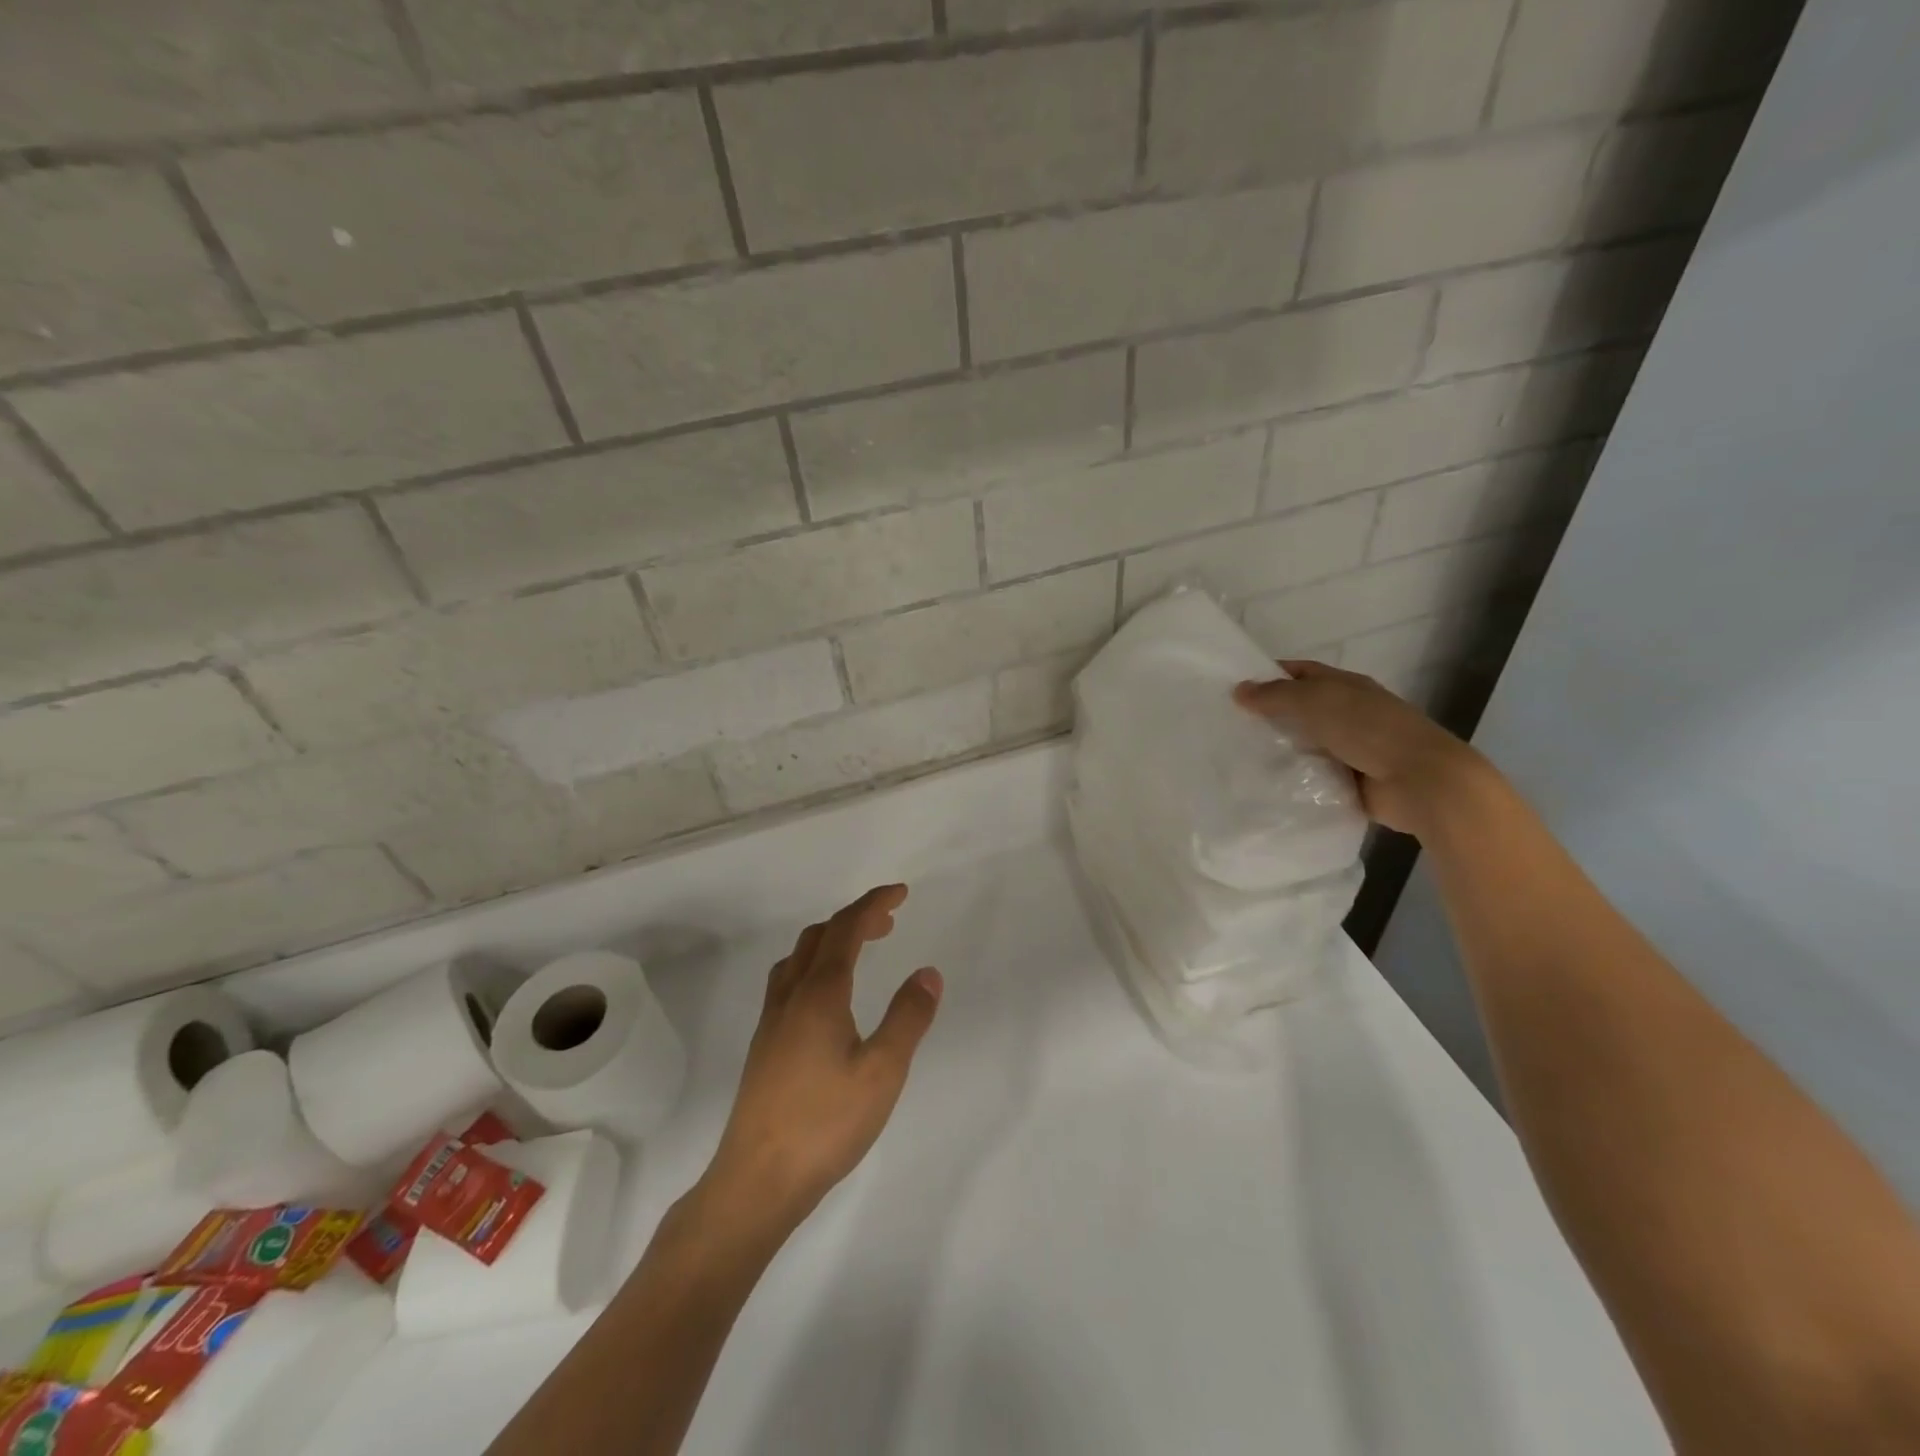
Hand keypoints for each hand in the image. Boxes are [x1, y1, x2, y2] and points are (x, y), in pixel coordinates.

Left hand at [700, 885, 941, 1234]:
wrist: (756, 1179)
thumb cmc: (825, 1123)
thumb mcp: (883, 1071)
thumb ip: (908, 1017)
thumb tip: (928, 972)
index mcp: (820, 993)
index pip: (847, 928)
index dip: (874, 904)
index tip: (900, 892)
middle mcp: (791, 996)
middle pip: (820, 936)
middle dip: (855, 918)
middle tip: (889, 921)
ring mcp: (772, 1020)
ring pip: (799, 957)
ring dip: (831, 939)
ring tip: (859, 949)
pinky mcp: (765, 1045)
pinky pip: (789, 980)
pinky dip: (815, 965)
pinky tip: (827, 997)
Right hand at [1233, 660, 1490, 837]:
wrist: (1420, 781)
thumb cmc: (1369, 730)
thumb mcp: (1315, 702)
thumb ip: (1274, 695)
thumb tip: (1238, 690)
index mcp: (1346, 687)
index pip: (1301, 673)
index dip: (1270, 676)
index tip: (1235, 689)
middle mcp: (1348, 714)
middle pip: (1301, 710)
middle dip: (1269, 716)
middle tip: (1228, 726)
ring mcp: (1351, 749)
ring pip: (1304, 745)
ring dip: (1279, 751)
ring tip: (1237, 758)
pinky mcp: (1350, 782)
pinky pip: (1313, 777)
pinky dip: (1294, 780)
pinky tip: (1264, 784)